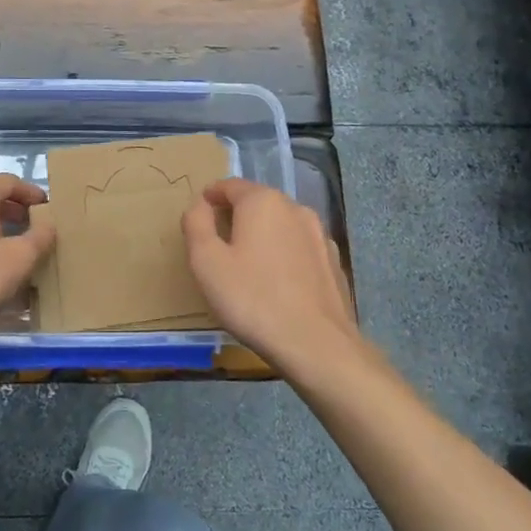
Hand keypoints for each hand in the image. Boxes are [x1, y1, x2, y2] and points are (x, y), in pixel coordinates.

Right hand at [181, 178, 358, 374]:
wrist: (316, 344)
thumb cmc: (252, 299)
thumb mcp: (206, 261)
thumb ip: (196, 224)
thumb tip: (201, 205)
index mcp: (263, 201)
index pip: (230, 185)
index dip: (211, 197)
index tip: (199, 216)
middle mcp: (295, 208)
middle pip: (258, 203)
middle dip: (236, 216)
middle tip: (218, 243)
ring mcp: (319, 235)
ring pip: (281, 225)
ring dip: (262, 236)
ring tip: (247, 265)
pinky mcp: (334, 263)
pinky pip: (299, 249)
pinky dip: (284, 256)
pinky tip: (278, 283)